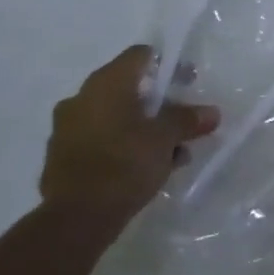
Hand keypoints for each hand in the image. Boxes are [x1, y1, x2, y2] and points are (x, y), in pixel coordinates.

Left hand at [40, 45, 219, 228]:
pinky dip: (122, 146)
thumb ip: (188, 120)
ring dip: (142, 128)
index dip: (169, 65)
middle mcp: (82, 97)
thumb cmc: (124, 164)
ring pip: (114, 117)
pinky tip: (144, 169)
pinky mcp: (61, 156)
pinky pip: (100, 139)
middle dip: (158, 104)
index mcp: (106, 84)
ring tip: (170, 153)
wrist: (76, 218)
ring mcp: (67, 127)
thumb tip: (211, 112)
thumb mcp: (165, 139)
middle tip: (181, 122)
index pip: (141, 55)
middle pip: (128, 87)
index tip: (188, 84)